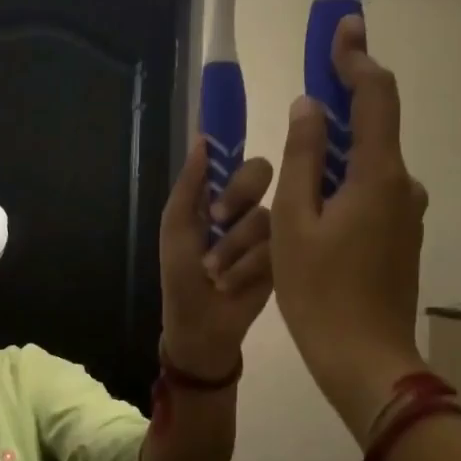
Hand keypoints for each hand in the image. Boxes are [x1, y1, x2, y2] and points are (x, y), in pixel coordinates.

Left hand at [157, 140, 274, 378]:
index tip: (228, 168)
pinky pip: (273, 247)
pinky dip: (245, 267)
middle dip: (238, 193)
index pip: (237, 160)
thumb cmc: (180, 273)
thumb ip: (190, 183)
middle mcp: (248, 207)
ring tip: (212, 272)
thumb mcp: (176, 226)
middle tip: (216, 217)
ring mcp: (270, 233)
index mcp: (220, 195)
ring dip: (232, 245)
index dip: (237, 157)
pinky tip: (229, 284)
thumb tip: (203, 138)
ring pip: (263, 216)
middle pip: (261, 173)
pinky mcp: (283, 259)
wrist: (200, 323)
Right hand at [272, 15, 428, 438]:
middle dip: (340, 103)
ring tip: (297, 161)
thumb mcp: (295, 222)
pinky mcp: (402, 237)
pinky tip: (314, 204)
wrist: (364, 358)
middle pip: (373, 127)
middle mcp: (404, 185)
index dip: (357, 57)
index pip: (375, 96)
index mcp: (379, 174)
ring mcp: (408, 213)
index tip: (343, 26)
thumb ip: (303, 158)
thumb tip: (309, 107)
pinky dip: (345, 182)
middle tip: (308, 88)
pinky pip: (372, 192)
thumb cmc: (319, 291)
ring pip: (369, 164)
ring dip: (337, 151)